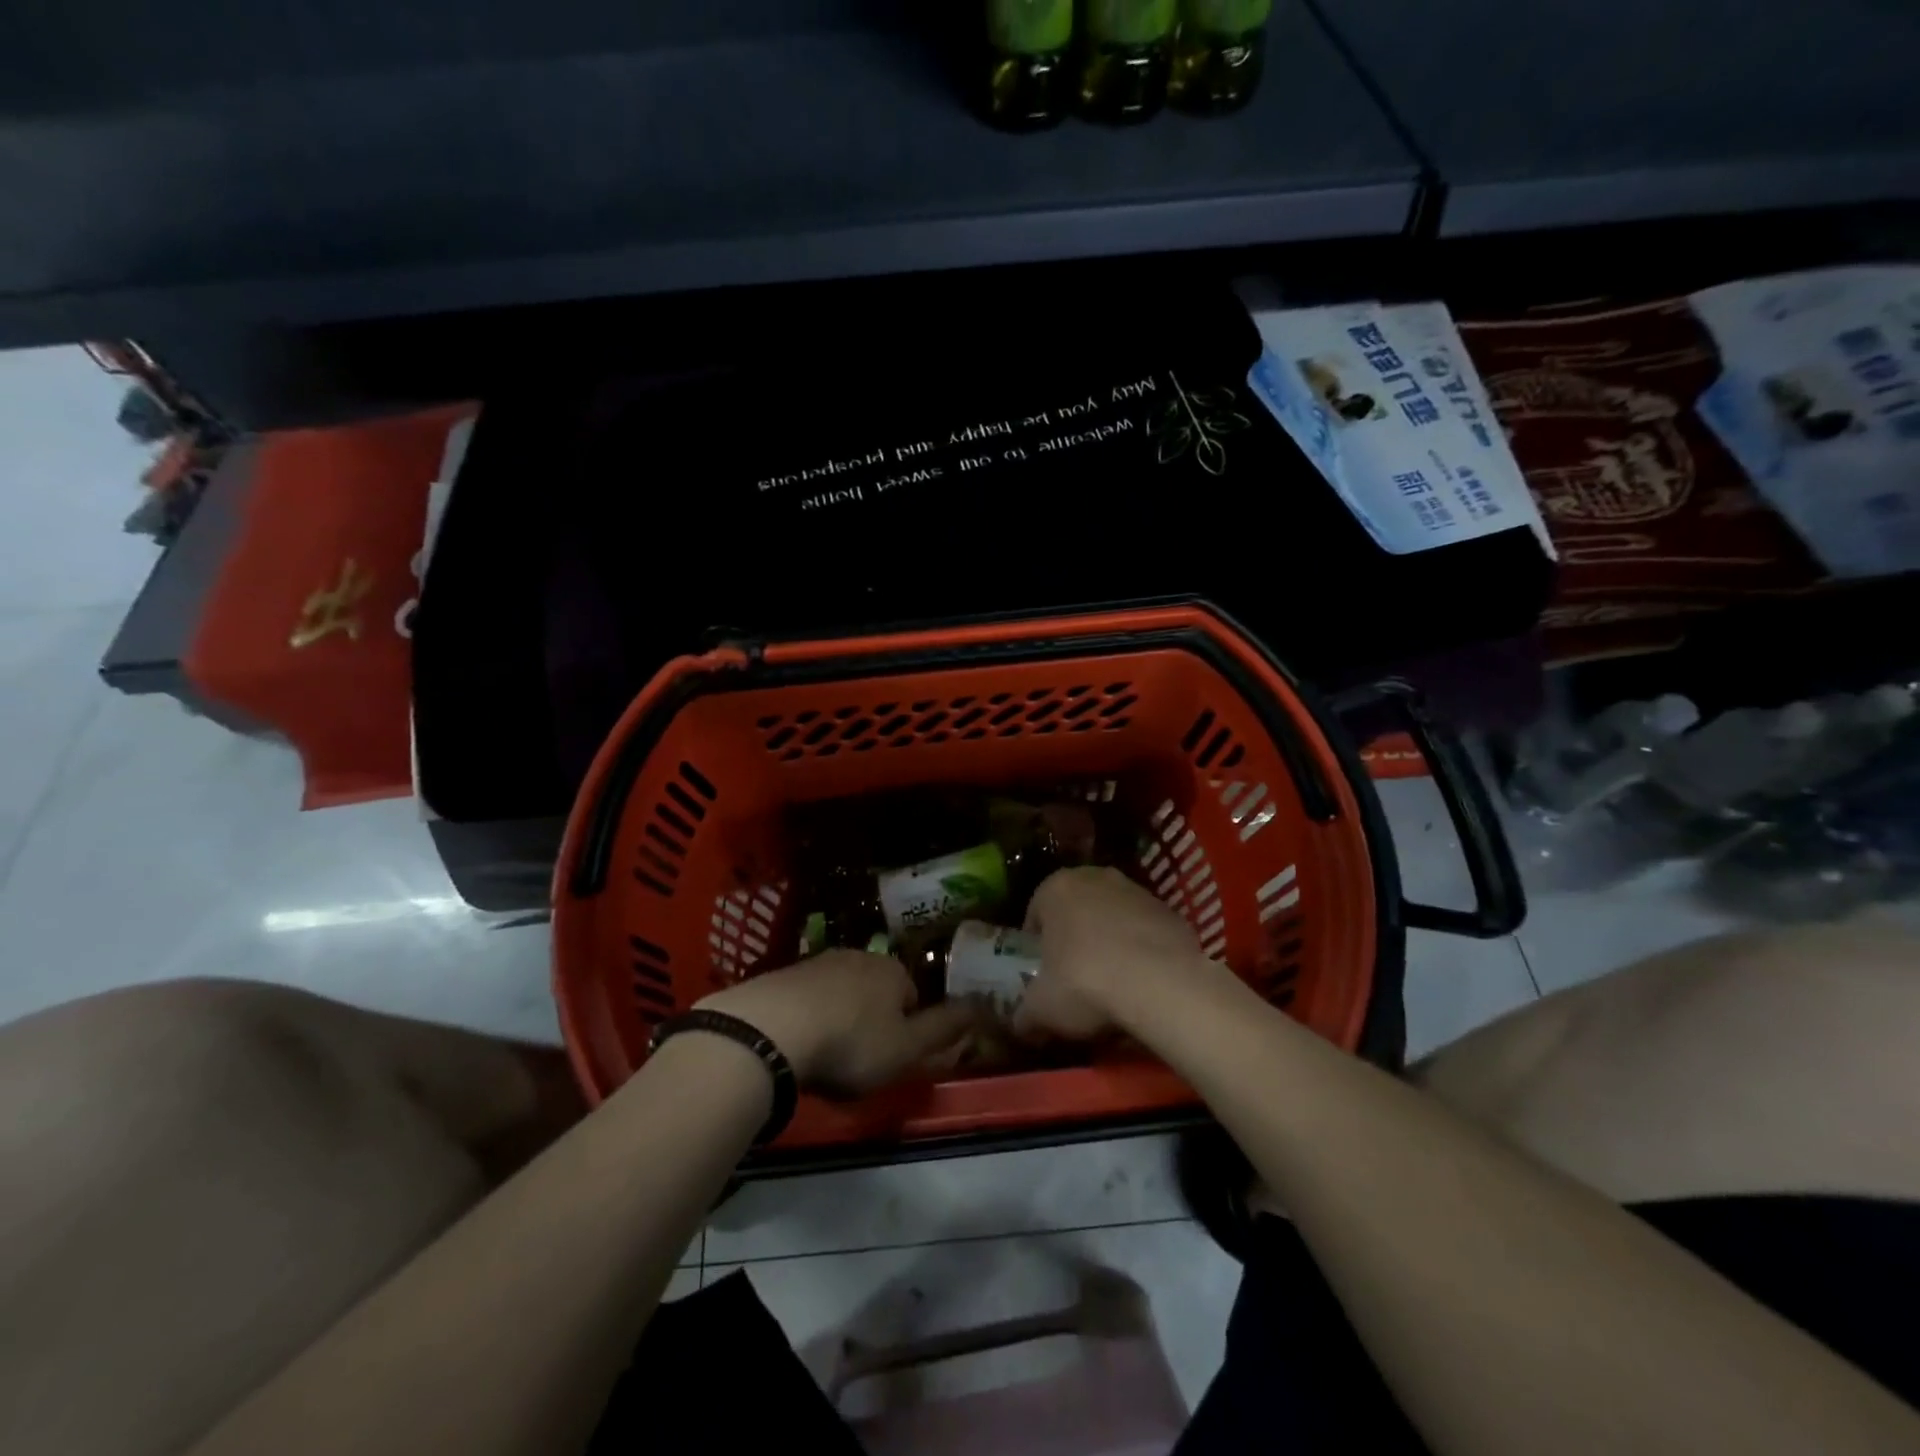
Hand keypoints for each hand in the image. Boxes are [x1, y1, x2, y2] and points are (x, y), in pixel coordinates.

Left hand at [698, 951, 981, 1096]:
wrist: (769, 1030)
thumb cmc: (850, 1044)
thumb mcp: (907, 1049)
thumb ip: (944, 1030)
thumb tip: (982, 1007)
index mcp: (892, 971)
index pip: (912, 995)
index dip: (906, 1028)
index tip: (890, 1057)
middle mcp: (858, 956)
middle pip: (874, 990)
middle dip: (870, 1019)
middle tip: (857, 1060)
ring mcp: (816, 962)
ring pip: (839, 992)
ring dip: (837, 1017)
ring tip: (823, 1055)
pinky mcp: (781, 975)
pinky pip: (804, 998)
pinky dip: (805, 1017)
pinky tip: (794, 1044)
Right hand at [1014, 867, 1224, 1041]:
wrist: (1162, 984)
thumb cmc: (1085, 983)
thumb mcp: (1041, 1009)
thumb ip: (1025, 1014)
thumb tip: (1021, 1026)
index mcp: (1056, 888)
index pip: (1036, 912)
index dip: (1037, 945)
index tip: (1043, 973)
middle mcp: (1095, 877)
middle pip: (1077, 909)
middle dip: (1075, 937)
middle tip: (1074, 976)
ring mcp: (1137, 890)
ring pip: (1113, 916)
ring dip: (1110, 941)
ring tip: (1112, 983)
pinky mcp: (1170, 910)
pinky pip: (1145, 930)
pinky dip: (1141, 950)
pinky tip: (1143, 982)